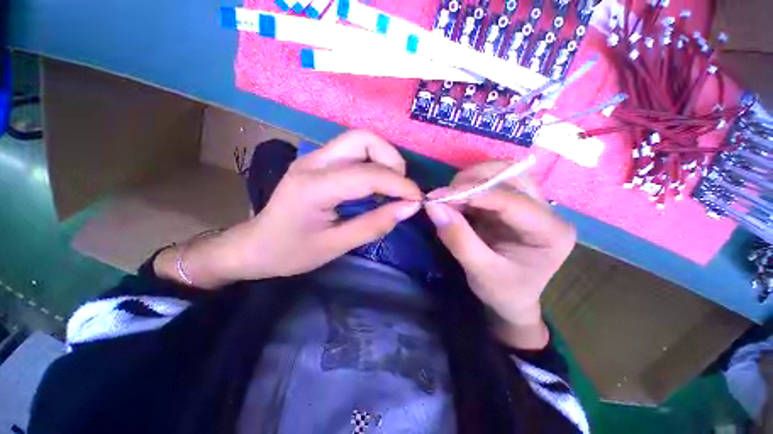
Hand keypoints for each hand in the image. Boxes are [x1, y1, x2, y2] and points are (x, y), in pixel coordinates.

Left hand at [155, 130, 421, 288]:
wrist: (255, 245)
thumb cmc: (291, 252)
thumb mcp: (336, 246)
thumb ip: (374, 224)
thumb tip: (410, 208)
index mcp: (314, 187)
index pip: (367, 174)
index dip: (399, 184)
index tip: (417, 199)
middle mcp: (313, 162)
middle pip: (363, 139)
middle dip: (391, 160)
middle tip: (400, 188)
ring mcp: (312, 158)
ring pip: (359, 140)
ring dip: (383, 159)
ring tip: (390, 187)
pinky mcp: (316, 162)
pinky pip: (353, 152)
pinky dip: (372, 163)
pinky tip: (375, 185)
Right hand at [424, 161, 575, 348]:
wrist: (512, 300)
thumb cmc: (503, 292)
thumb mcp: (480, 271)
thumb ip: (458, 238)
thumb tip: (433, 205)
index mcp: (551, 232)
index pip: (512, 201)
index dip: (473, 193)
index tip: (438, 196)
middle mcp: (547, 211)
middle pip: (511, 176)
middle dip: (472, 181)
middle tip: (444, 196)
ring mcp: (531, 204)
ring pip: (502, 173)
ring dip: (471, 180)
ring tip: (449, 197)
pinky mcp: (513, 203)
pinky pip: (492, 183)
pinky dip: (469, 186)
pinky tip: (456, 199)